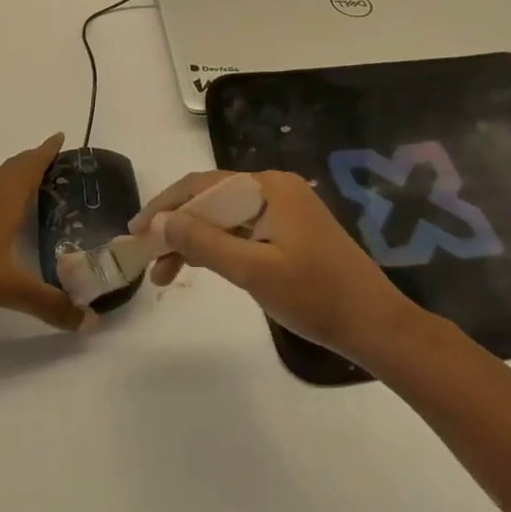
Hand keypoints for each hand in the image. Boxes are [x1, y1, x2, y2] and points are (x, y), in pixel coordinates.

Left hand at [0, 134, 90, 333]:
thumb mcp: (11, 290)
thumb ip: (50, 304)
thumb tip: (90, 321)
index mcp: (4, 206)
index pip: (30, 170)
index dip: (45, 153)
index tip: (59, 136)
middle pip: (10, 171)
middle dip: (30, 160)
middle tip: (46, 154)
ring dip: (4, 174)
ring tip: (14, 172)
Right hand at [132, 170, 419, 363]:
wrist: (375, 325)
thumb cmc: (315, 296)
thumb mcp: (253, 271)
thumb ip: (204, 242)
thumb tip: (160, 221)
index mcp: (269, 187)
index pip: (202, 185)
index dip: (164, 207)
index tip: (134, 232)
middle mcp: (275, 188)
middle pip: (212, 199)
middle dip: (176, 227)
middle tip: (145, 257)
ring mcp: (284, 209)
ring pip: (225, 217)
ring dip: (194, 241)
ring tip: (164, 274)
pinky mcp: (290, 231)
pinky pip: (243, 230)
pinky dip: (218, 248)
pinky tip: (200, 267)